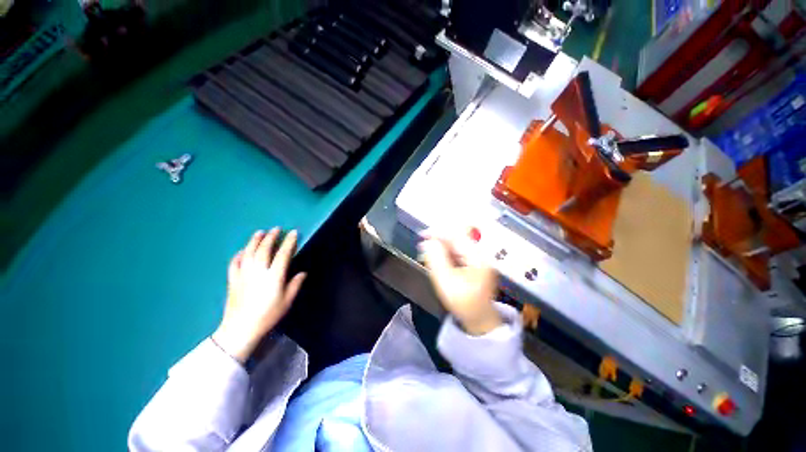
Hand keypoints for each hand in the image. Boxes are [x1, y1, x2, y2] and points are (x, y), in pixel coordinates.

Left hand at [212, 228, 306, 362]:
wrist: (240, 329)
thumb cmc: (268, 315)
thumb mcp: (287, 301)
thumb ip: (295, 285)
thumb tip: (302, 273)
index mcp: (274, 276)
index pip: (283, 254)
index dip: (289, 242)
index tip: (293, 233)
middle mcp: (258, 271)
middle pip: (264, 249)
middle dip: (271, 237)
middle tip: (276, 229)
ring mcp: (243, 274)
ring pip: (249, 252)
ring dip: (255, 240)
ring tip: (260, 232)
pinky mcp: (233, 279)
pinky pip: (234, 263)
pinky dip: (239, 254)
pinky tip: (243, 250)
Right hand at [420, 232, 500, 335]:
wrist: (479, 320)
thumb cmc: (463, 303)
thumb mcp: (446, 282)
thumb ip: (436, 260)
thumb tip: (428, 242)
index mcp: (478, 257)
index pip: (457, 236)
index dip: (439, 233)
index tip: (423, 235)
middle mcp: (480, 254)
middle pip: (457, 239)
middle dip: (439, 240)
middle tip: (423, 245)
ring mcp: (478, 258)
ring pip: (457, 245)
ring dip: (441, 246)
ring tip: (428, 252)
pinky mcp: (474, 263)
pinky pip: (458, 252)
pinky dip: (446, 253)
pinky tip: (437, 258)